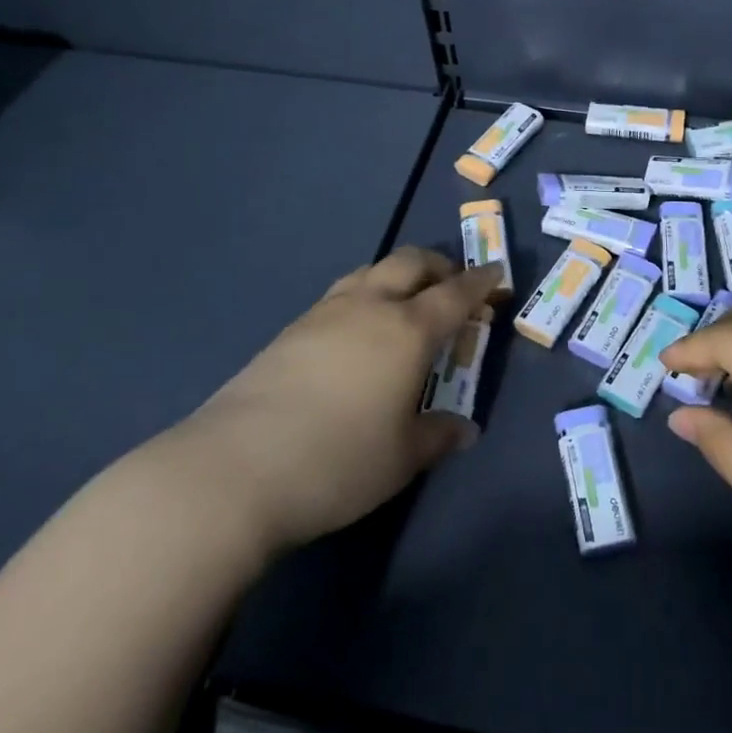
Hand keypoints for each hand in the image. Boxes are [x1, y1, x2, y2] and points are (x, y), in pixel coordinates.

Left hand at [177, 247, 498, 553]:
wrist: (234, 469)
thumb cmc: (338, 461)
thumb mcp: (402, 457)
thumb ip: (438, 435)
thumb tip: (465, 430)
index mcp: (407, 330)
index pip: (455, 293)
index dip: (480, 283)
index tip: (497, 276)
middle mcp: (368, 307)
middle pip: (410, 263)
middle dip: (439, 266)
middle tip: (453, 287)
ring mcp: (324, 314)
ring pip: (370, 272)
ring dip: (397, 277)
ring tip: (405, 305)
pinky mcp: (289, 331)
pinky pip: (341, 295)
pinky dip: (364, 297)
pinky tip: (358, 333)